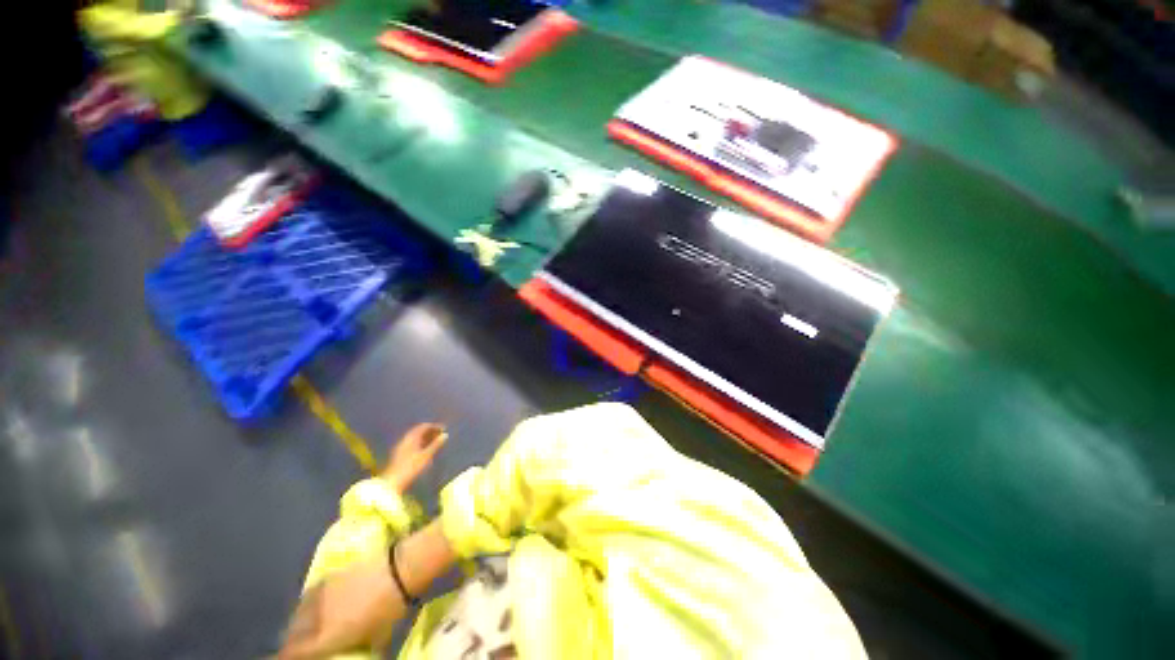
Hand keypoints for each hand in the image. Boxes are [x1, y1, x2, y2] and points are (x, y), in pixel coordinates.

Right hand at [278, 554, 398, 658]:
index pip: (292, 655)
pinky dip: (306, 606)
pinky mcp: (329, 577)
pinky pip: (308, 598)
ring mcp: (321, 595)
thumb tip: (349, 654)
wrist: (399, 571)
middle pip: (292, 636)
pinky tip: (314, 608)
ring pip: (297, 616)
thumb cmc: (391, 611)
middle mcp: (315, 618)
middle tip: (299, 649)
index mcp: (324, 639)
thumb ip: (355, 652)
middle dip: (292, 644)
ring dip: (297, 625)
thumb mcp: (375, 641)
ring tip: (304, 631)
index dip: (287, 659)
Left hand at [381, 423, 446, 492]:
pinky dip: (421, 444)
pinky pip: (412, 444)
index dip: (434, 426)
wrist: (392, 482)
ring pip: (415, 438)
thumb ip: (435, 445)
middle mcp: (405, 440)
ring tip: (435, 442)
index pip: (423, 427)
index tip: (443, 429)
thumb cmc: (411, 468)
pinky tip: (425, 449)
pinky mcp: (400, 454)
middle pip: (419, 431)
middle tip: (440, 435)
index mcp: (411, 438)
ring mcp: (401, 447)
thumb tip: (445, 435)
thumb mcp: (425, 456)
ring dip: (426, 438)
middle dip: (430, 432)